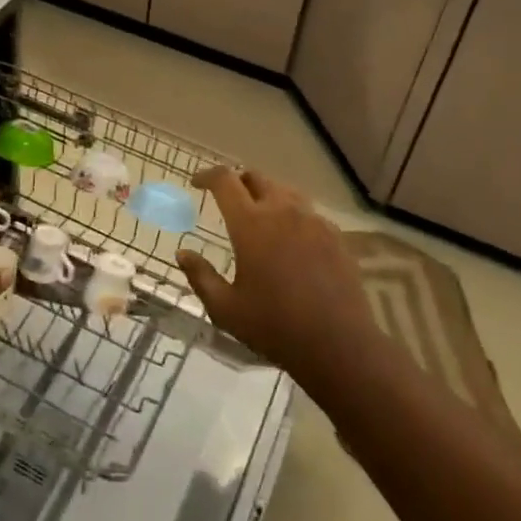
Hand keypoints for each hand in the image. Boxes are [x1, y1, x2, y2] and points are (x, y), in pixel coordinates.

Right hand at [176, 167, 382, 389]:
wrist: (338, 344)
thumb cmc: (275, 327)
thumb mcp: (226, 309)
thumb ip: (201, 277)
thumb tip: (182, 253)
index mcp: (251, 224)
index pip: (224, 180)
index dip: (207, 176)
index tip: (196, 183)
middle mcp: (282, 211)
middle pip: (256, 178)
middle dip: (238, 181)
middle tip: (228, 199)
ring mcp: (313, 220)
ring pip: (285, 191)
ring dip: (266, 195)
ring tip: (259, 216)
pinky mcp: (335, 234)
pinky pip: (308, 212)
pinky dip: (292, 215)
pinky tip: (291, 240)